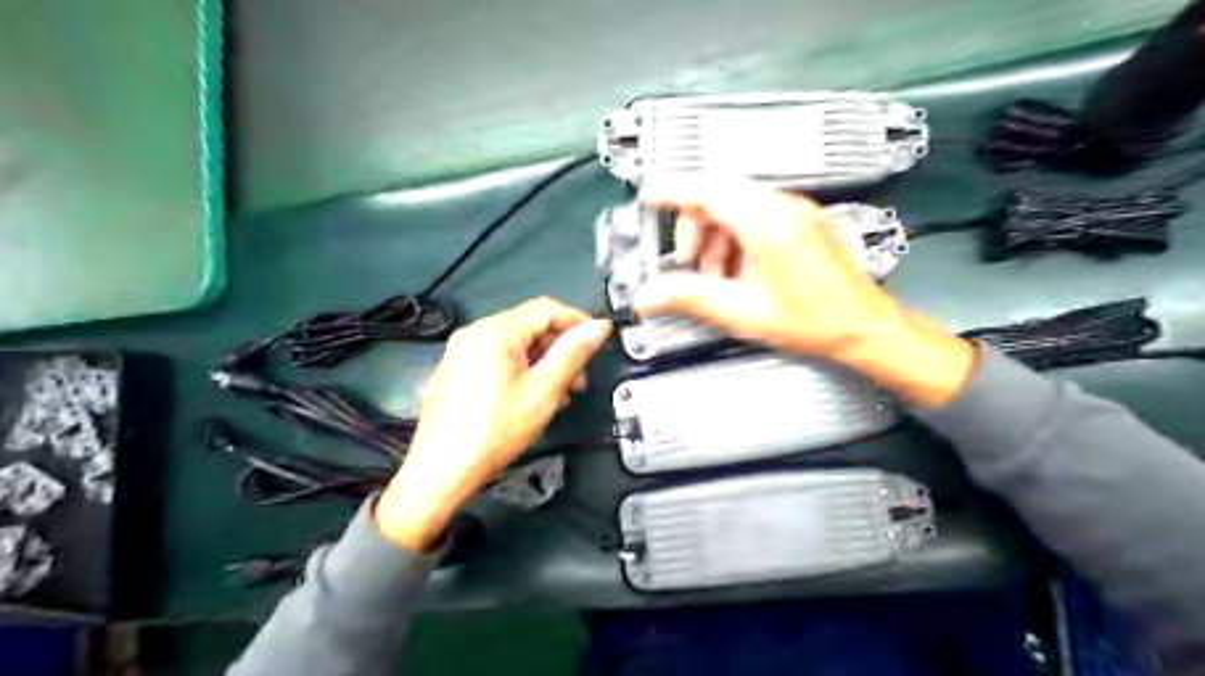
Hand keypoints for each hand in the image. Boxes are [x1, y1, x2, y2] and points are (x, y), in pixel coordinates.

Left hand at [376, 298, 613, 551]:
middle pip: (529, 325)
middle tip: (579, 380)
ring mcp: (461, 350)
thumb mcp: (544, 391)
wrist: (441, 470)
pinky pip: (496, 357)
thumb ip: (573, 354)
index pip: (546, 309)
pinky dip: (520, 369)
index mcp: (496, 331)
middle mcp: (474, 332)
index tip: (599, 341)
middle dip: (559, 347)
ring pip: (514, 343)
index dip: (577, 320)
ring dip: (542, 361)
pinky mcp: (455, 369)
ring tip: (559, 394)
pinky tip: (530, 397)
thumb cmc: (497, 429)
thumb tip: (599, 327)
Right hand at [635, 175, 973, 407]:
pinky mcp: (802, 222)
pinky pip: (756, 215)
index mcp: (768, 224)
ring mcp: (796, 212)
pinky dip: (735, 237)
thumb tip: (651, 294)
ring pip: (736, 205)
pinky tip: (736, 271)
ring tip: (715, 276)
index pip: (707, 190)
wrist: (864, 328)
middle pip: (719, 195)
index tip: (649, 195)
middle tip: (687, 262)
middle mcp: (784, 208)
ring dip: (714, 235)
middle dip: (693, 227)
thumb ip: (689, 298)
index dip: (672, 191)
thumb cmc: (818, 321)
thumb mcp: (742, 312)